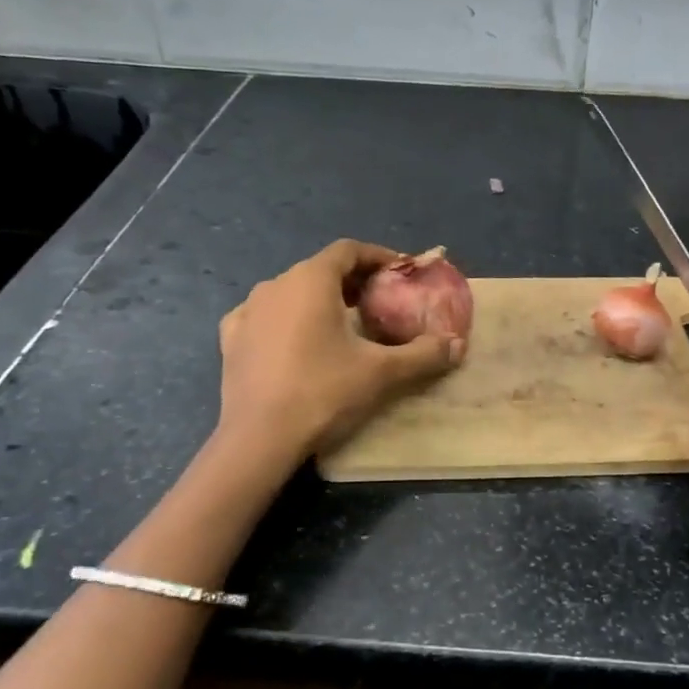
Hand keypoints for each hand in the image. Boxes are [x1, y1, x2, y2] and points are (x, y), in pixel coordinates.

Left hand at [216, 239, 464, 466]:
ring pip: (291, 291)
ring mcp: (248, 310)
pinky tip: (296, 341)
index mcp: (311, 279)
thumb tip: (457, 345)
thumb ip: (423, 354)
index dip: (377, 257)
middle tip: (379, 302)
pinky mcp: (231, 338)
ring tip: (342, 324)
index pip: (348, 250)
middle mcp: (276, 284)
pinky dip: (286, 320)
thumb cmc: (323, 392)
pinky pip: (264, 316)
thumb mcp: (381, 372)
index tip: (399, 273)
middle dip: (353, 280)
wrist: (258, 439)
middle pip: (321, 269)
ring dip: (320, 299)